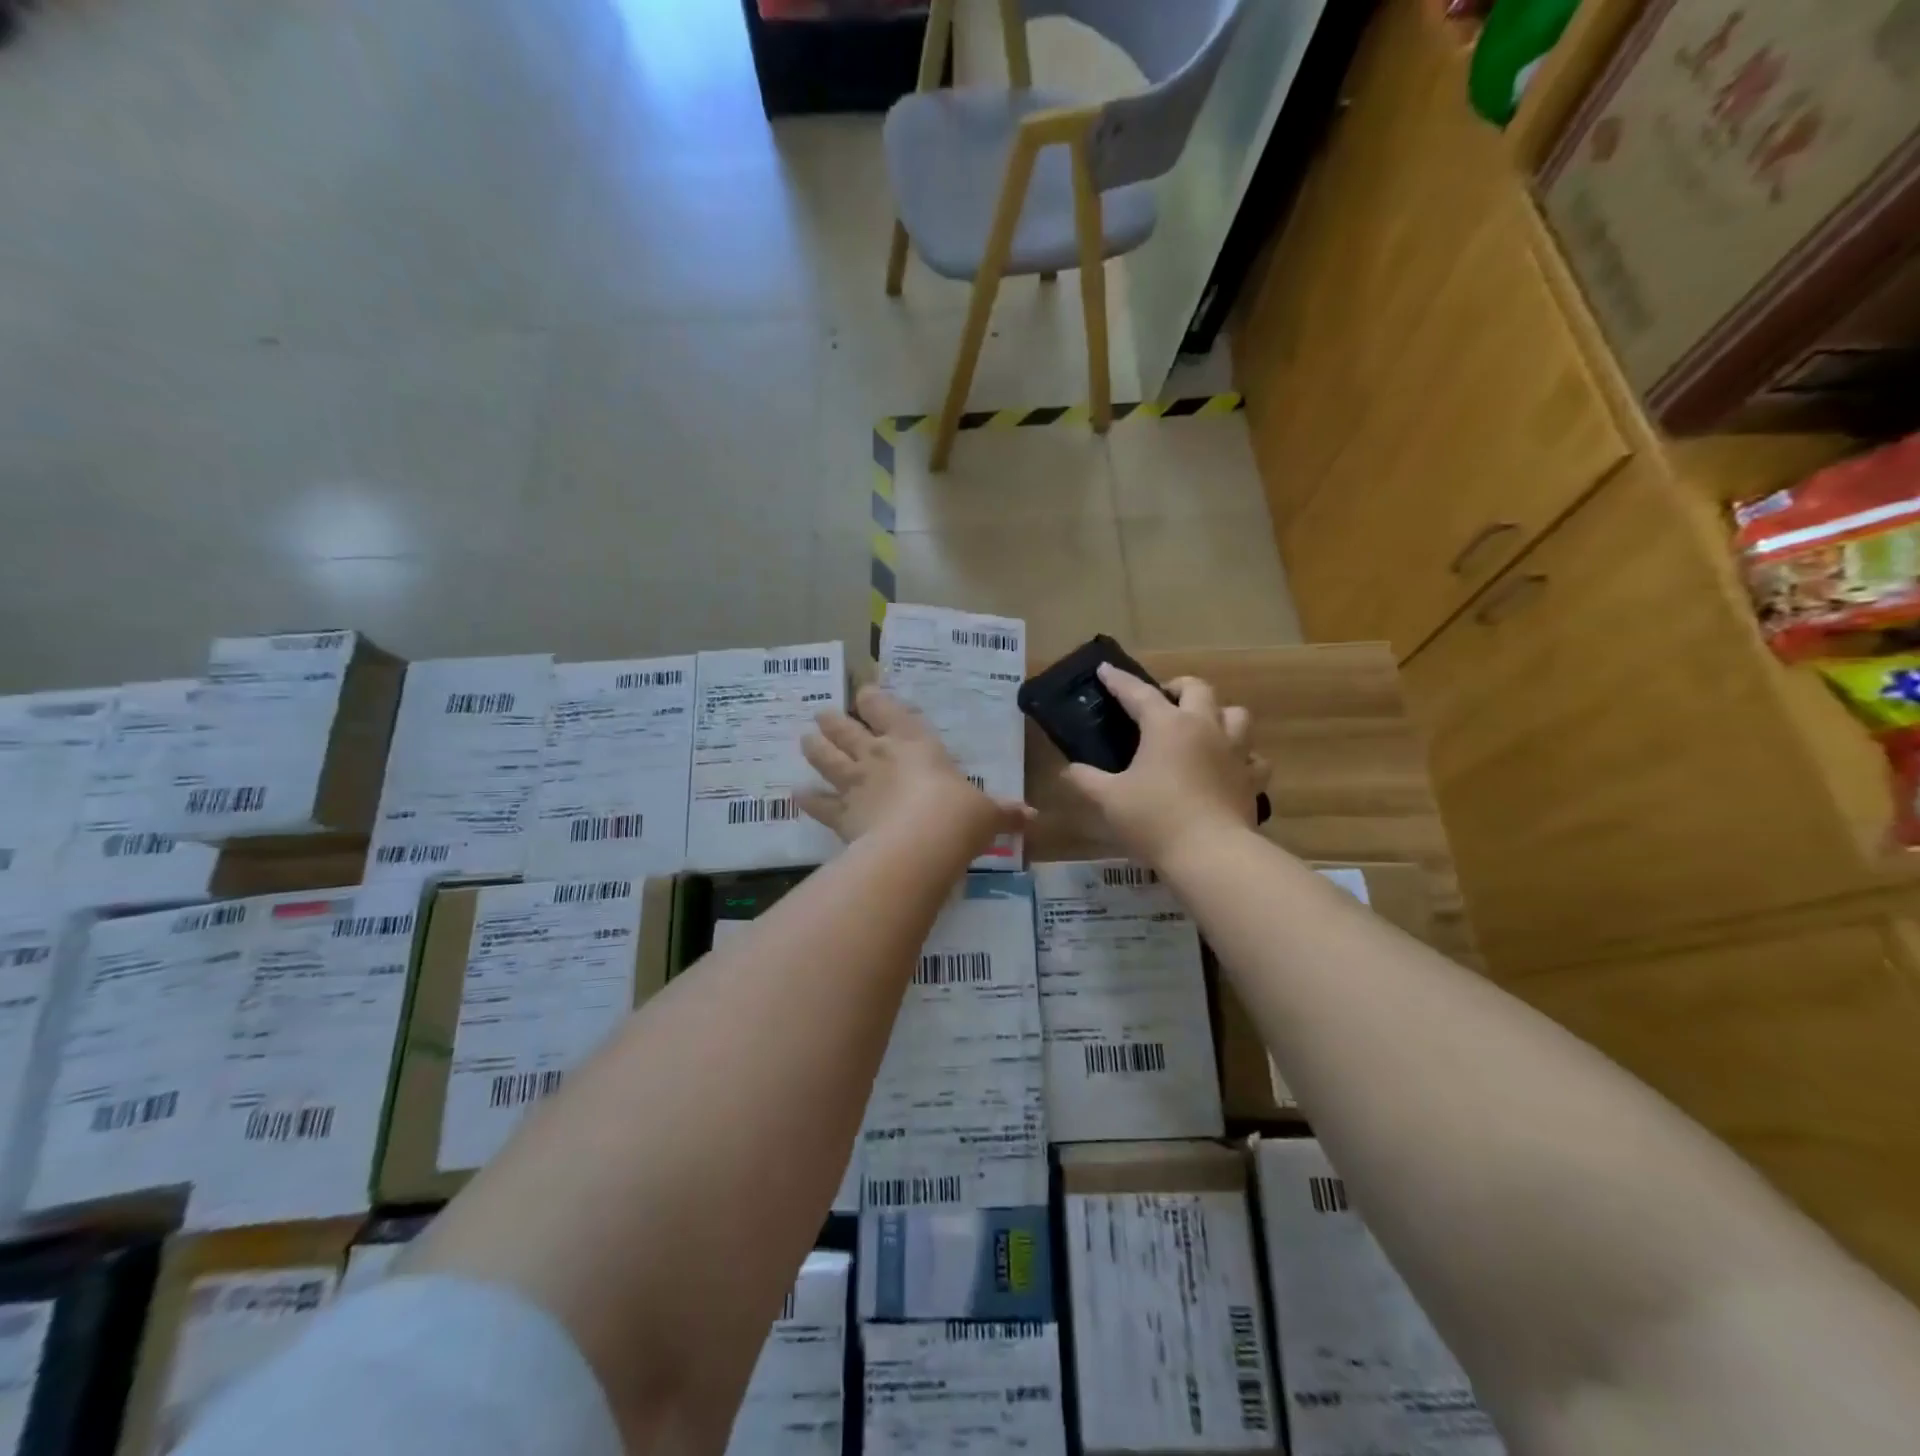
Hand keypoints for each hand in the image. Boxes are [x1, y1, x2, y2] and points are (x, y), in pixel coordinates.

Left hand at [797, 685, 1032, 851]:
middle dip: (834, 720)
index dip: (873, 699)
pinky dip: (807, 800)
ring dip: (815, 747)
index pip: (888, 710)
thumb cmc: (958, 816)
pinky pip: (820, 805)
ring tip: (804, 738)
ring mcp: (856, 784)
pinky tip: (796, 795)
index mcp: (915, 743)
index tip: (864, 693)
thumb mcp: (987, 813)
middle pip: (848, 730)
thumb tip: (1032, 817)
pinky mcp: (842, 815)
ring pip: (826, 758)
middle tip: (822, 714)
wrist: (921, 845)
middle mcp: (879, 756)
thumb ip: (1004, 813)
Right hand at [1060, 665, 1267, 866]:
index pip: (1139, 693)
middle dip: (1179, 687)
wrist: (1210, 854)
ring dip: (1219, 714)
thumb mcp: (1109, 800)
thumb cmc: (1154, 819)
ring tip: (1203, 727)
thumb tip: (1068, 770)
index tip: (1105, 670)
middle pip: (1199, 689)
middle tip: (1163, 699)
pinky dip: (1244, 757)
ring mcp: (1235, 752)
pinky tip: (1230, 767)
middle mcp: (1205, 728)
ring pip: (1237, 714)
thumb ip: (1086, 780)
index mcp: (1167, 726)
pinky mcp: (1252, 779)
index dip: (1119, 681)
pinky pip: (1254, 758)